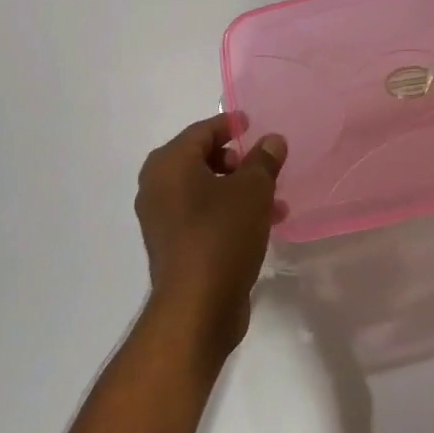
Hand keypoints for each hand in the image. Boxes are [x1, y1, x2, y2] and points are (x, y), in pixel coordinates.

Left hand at [134, 114, 287, 363]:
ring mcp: (163, 219)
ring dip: (239, 190)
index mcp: (168, 164)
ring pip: (206, 191)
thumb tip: (272, 140)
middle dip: (237, 161)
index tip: (252, 124)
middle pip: (201, 159)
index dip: (229, 125)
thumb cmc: (221, 235)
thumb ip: (263, 160)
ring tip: (275, 201)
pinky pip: (204, 216)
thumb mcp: (252, 191)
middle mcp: (158, 187)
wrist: (197, 308)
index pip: (202, 131)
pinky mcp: (175, 246)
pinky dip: (229, 213)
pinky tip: (262, 225)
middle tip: (265, 165)